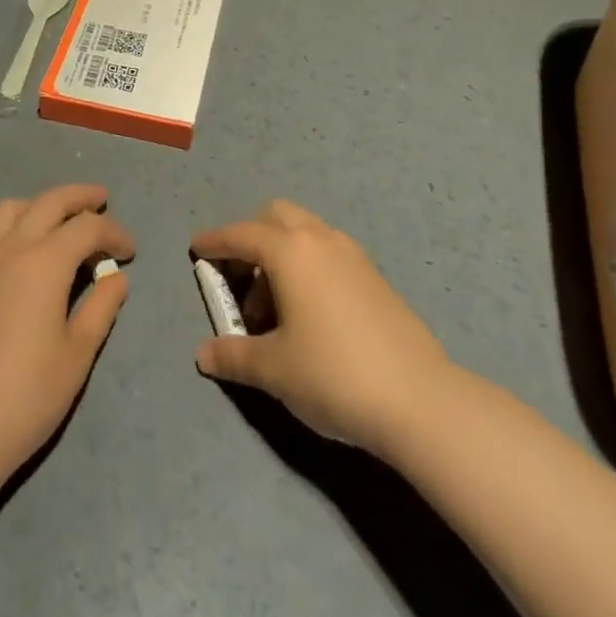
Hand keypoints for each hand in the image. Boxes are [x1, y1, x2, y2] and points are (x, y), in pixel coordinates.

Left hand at [0, 183, 133, 486]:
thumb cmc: (25, 397)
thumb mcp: (77, 356)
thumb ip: (101, 308)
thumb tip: (117, 278)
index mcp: (45, 262)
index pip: (88, 227)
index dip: (114, 233)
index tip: (130, 252)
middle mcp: (11, 248)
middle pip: (49, 202)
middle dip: (80, 196)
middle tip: (102, 200)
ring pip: (10, 209)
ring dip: (39, 204)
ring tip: (56, 219)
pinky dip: (7, 227)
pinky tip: (13, 249)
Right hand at [191, 200, 453, 457]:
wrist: (419, 399)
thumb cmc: (333, 374)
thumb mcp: (273, 370)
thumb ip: (233, 355)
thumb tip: (204, 353)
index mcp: (290, 251)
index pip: (242, 235)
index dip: (215, 242)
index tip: (197, 248)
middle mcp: (321, 240)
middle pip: (277, 217)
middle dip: (252, 237)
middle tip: (240, 279)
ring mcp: (353, 255)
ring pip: (306, 234)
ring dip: (281, 255)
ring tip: (274, 311)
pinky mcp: (375, 277)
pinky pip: (328, 254)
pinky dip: (308, 268)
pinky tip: (309, 315)